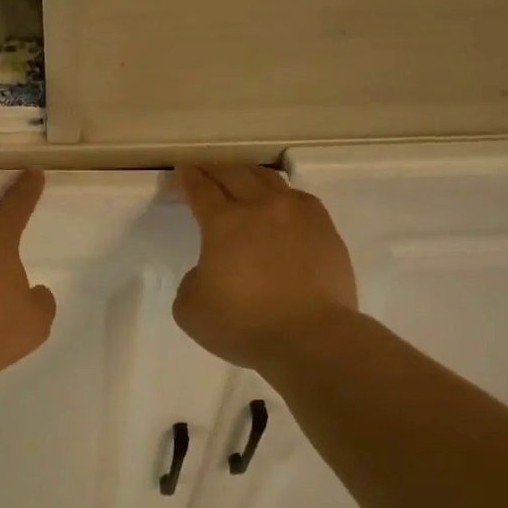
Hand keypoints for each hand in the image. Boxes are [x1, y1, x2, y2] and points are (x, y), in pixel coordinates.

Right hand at [173, 165, 357, 370]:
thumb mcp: (190, 308)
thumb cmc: (243, 324)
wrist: (310, 337)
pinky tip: (281, 205)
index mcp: (224, 222)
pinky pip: (300, 199)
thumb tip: (211, 271)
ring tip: (242, 180)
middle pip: (235, 174)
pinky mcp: (326, 230)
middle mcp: (261, 207)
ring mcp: (299, 215)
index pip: (201, 189)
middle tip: (206, 171)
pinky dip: (282, 196)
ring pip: (270, 180)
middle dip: (215, 170)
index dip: (187, 179)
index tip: (181, 172)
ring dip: (250, 176)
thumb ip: (193, 281)